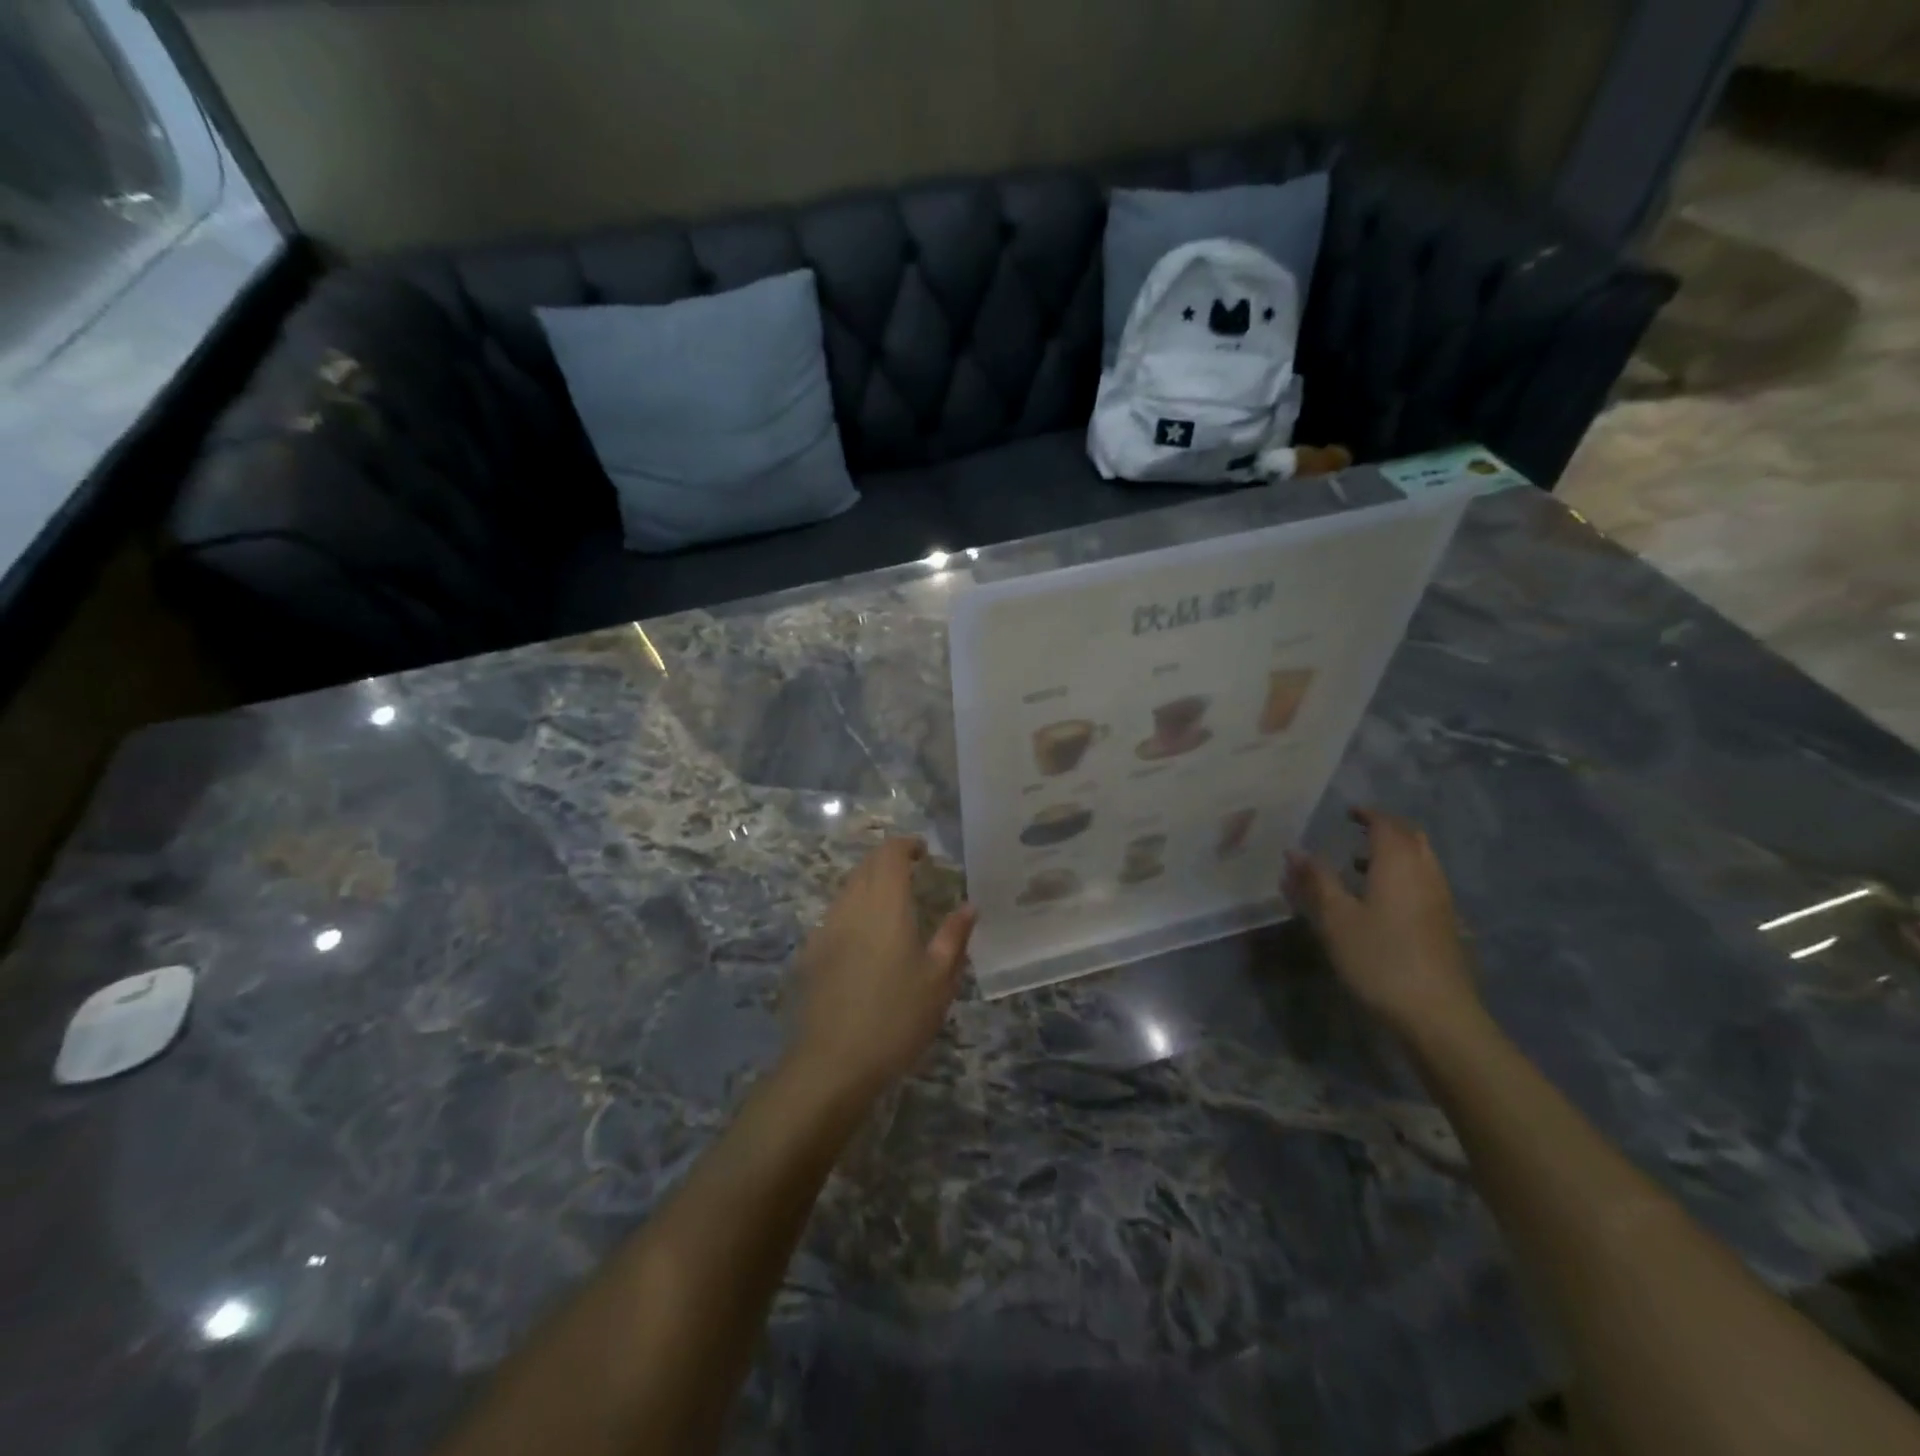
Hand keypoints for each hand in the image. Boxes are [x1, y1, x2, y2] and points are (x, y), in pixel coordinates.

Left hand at [786, 838, 976, 1101]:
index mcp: (885, 904)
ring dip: (869, 885)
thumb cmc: (896, 1018)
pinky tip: (866, 940)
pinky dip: (853, 911)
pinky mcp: (810, 954)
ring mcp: (825, 929)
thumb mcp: (939, 980)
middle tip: (913, 874)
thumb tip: (968, 905)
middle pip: (866, 866)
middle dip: (888, 861)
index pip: (890, 854)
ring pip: (847, 890)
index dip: (906, 846)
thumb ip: (954, 936)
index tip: (924, 853)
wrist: (832, 1063)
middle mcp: (851, 906)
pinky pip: (834, 916)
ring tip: (893, 906)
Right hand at [1283, 808, 1478, 1036]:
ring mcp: (1441, 901)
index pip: (1387, 824)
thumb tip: (1294, 850)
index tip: (1347, 812)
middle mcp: (1425, 874)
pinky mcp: (1445, 925)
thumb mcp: (1336, 919)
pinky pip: (1424, 883)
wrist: (1438, 1014)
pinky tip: (1380, 901)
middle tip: (1357, 832)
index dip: (1368, 814)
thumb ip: (1316, 880)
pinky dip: (1403, 876)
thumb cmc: (1379, 959)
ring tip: (1360, 865)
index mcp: (1398, 865)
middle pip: (1411, 838)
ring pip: (1421, 861)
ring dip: (1394, 854)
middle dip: (1385, 829)